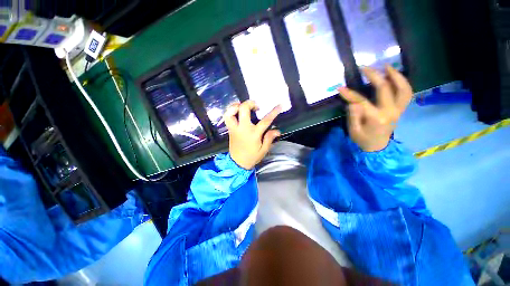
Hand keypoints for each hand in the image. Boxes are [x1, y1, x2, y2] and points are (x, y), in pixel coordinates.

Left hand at [224, 100, 281, 169]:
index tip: (279, 106)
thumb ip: (269, 139)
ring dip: (237, 106)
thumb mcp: (263, 150)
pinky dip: (230, 111)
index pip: (265, 121)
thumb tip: (277, 130)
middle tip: (256, 107)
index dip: (273, 112)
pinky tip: (237, 112)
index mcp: (253, 134)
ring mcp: (234, 128)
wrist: (237, 163)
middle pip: (243, 109)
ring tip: (243, 107)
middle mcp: (243, 128)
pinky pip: (227, 117)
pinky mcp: (230, 129)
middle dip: (250, 103)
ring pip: (230, 112)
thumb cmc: (252, 156)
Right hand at [338, 65, 412, 151]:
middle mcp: (391, 111)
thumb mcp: (353, 131)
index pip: (362, 101)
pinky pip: (406, 93)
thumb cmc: (363, 140)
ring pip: (403, 88)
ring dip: (395, 75)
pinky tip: (394, 76)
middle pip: (385, 89)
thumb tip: (352, 102)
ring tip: (386, 66)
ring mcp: (398, 109)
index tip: (340, 88)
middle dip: (374, 76)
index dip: (350, 94)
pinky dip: (402, 83)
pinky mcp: (400, 109)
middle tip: (364, 67)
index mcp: (377, 118)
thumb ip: (353, 116)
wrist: (377, 147)